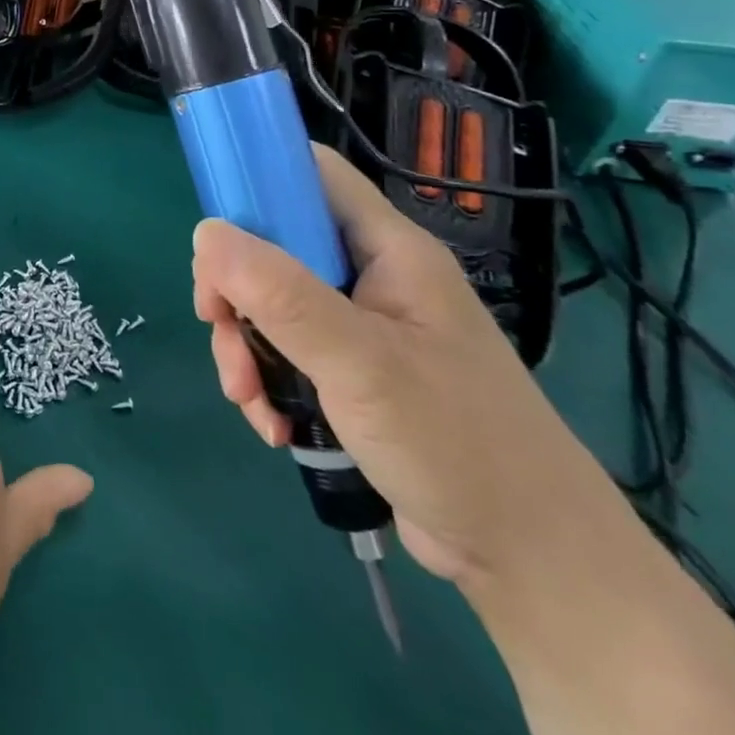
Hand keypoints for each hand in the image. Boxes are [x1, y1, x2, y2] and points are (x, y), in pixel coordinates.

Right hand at [192, 147, 623, 591]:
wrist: (530, 561)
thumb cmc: (456, 443)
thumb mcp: (360, 362)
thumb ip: (280, 293)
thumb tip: (205, 233)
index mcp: (387, 248)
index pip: (312, 174)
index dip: (257, 180)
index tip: (212, 231)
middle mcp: (371, 275)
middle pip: (274, 244)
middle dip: (235, 289)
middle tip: (217, 326)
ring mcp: (361, 325)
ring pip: (270, 303)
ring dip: (244, 346)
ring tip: (250, 400)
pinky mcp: (351, 372)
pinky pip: (285, 351)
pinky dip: (266, 381)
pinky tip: (273, 425)